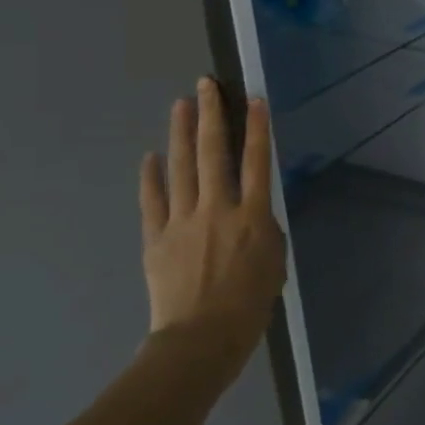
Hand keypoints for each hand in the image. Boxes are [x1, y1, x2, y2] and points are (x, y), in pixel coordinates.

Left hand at [139, 79, 286, 370]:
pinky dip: (151, 176)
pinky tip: (151, 157)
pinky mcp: (156, 238)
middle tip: (206, 85)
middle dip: (211, 115)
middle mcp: (217, 209)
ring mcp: (182, 221)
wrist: (201, 339)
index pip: (256, 161)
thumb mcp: (274, 262)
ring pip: (181, 167)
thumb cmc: (250, 305)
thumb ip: (263, 229)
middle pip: (213, 153)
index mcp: (252, 216)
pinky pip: (153, 200)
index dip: (256, 128)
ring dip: (181, 133)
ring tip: (181, 104)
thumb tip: (251, 211)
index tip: (253, 99)